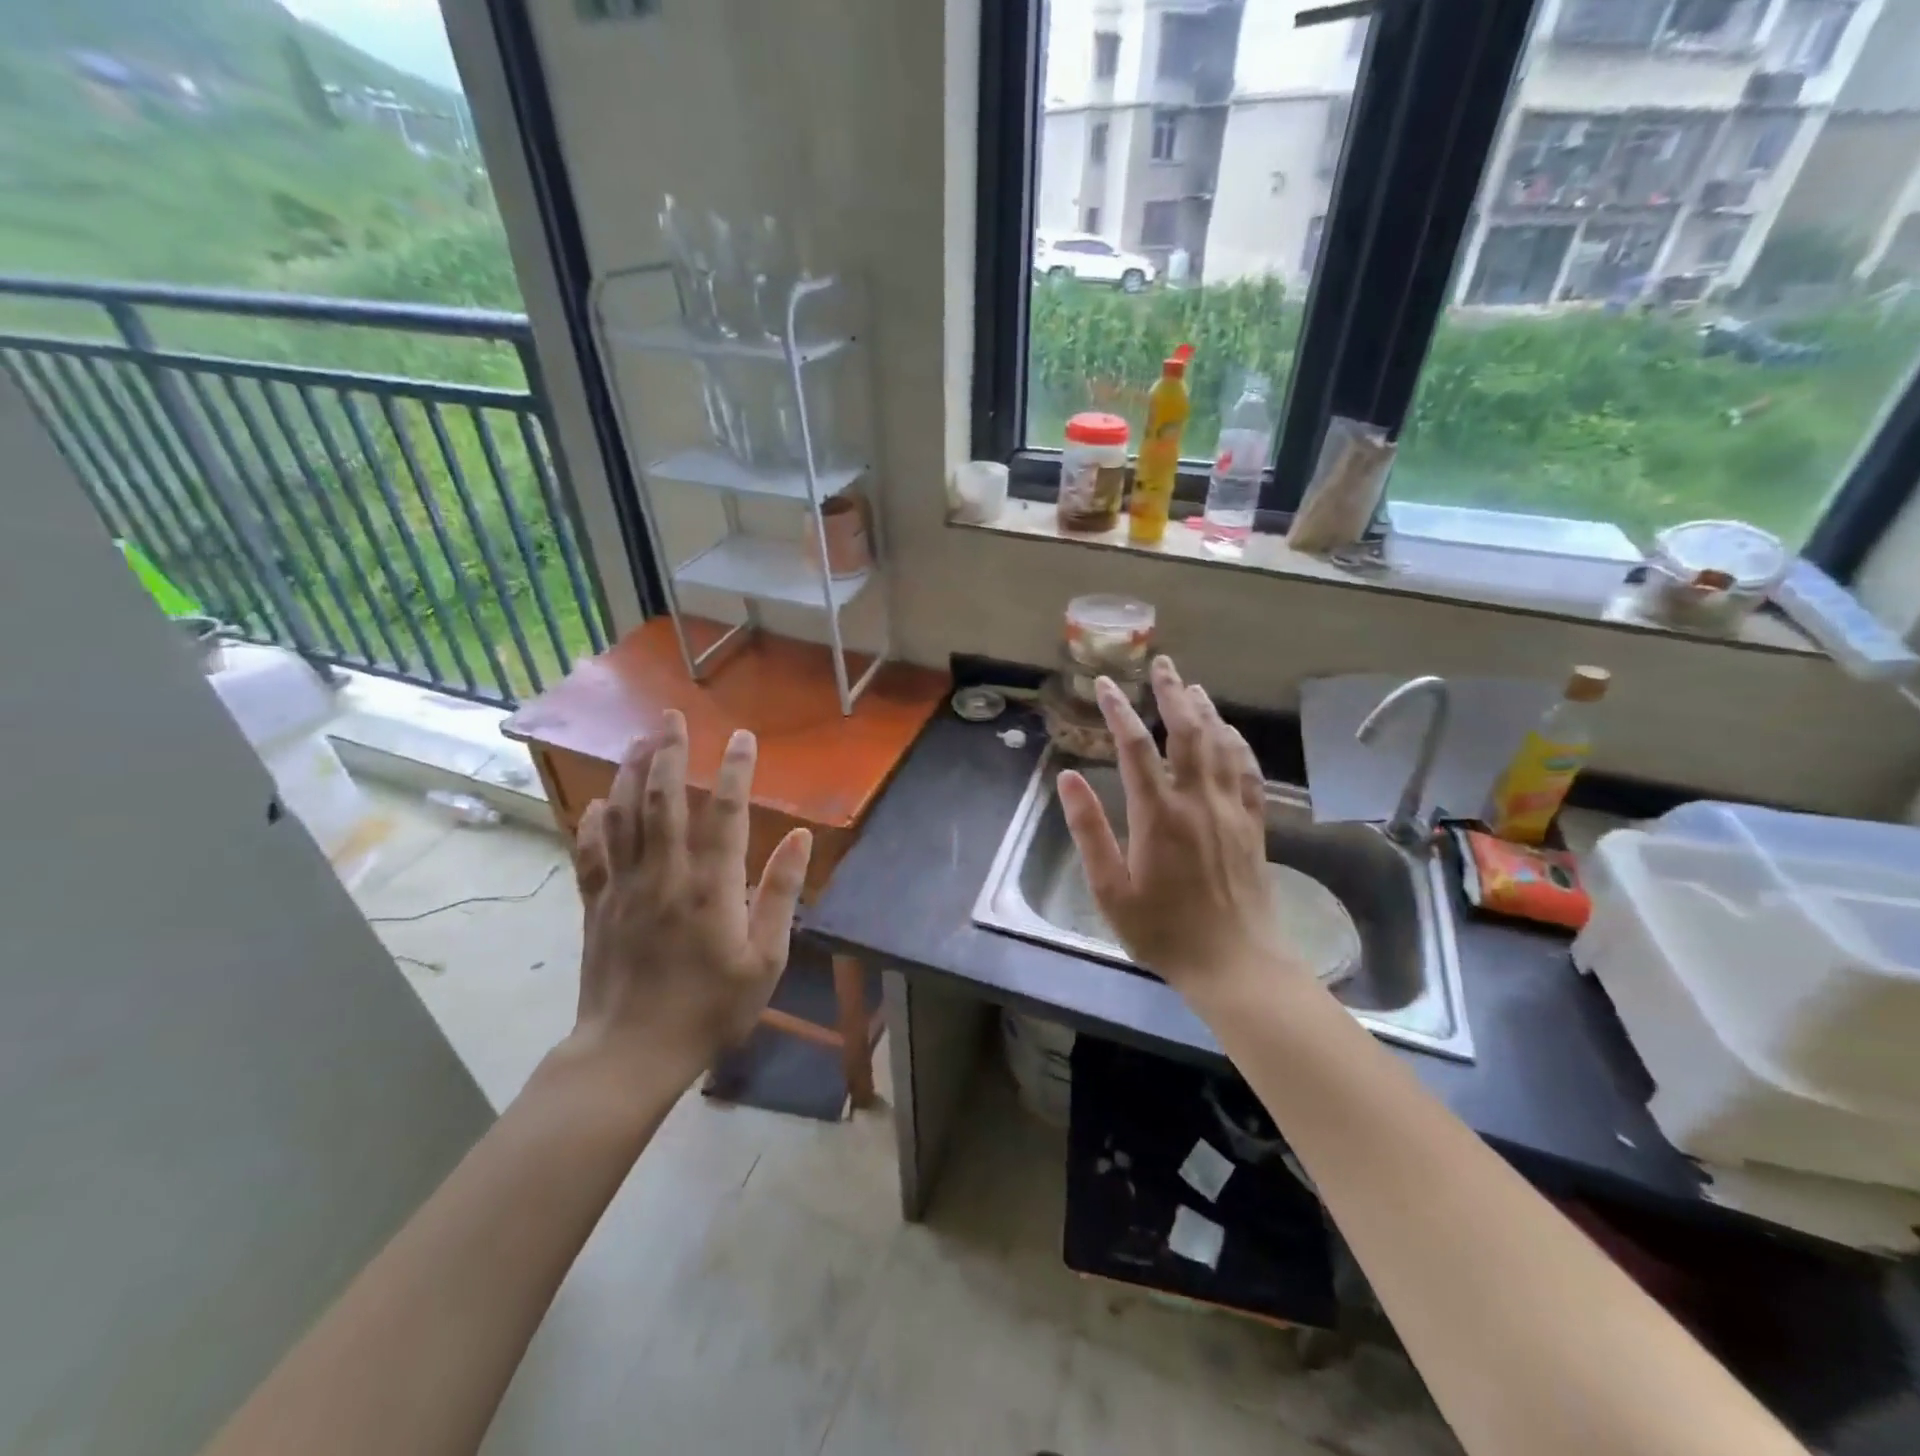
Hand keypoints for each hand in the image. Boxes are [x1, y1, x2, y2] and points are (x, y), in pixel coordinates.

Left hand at [566, 709, 812, 1088]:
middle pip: (663, 800)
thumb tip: (800, 839)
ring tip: (637, 740)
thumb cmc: (710, 1009)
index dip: (734, 771)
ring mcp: (624, 887)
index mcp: (711, 887)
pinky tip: (597, 802)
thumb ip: (780, 894)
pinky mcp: (596, 905)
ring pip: (622, 816)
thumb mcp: (765, 959)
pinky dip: (593, 823)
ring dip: (628, 773)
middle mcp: (665, 875)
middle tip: (671, 716)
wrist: (632, 1053)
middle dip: (667, 752)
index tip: (742, 737)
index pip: (725, 813)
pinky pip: (590, 853)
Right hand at [1058, 657, 1293, 995]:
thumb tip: (1067, 779)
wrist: (1234, 963)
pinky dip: (1238, 745)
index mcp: (1157, 814)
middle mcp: (1197, 801)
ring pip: (1221, 745)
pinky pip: (1249, 772)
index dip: (1119, 711)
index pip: (1135, 747)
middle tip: (1162, 664)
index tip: (1106, 684)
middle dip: (1172, 693)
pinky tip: (1231, 733)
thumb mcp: (1110, 889)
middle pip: (1187, 732)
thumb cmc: (1163, 931)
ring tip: (1192, 686)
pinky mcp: (1254, 825)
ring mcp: (1231, 810)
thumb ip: (1088, 831)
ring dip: (1206, 710)